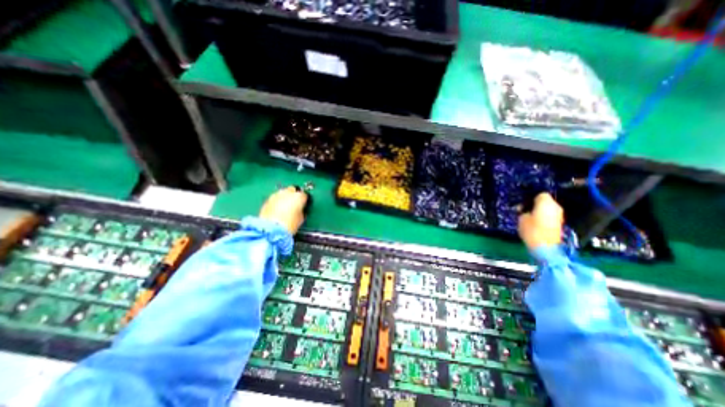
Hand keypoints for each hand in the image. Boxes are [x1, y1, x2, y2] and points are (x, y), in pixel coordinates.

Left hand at [258, 185, 305, 233]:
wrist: (271, 229)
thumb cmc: (290, 224)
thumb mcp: (301, 218)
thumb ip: (301, 211)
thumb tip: (300, 209)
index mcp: (299, 196)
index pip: (305, 195)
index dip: (304, 200)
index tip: (304, 205)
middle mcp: (288, 192)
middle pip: (293, 189)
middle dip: (294, 195)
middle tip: (294, 204)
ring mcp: (277, 195)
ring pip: (283, 193)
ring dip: (285, 197)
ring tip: (284, 207)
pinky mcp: (267, 199)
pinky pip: (275, 198)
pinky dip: (277, 202)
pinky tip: (277, 210)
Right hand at [519, 193, 561, 250]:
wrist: (545, 247)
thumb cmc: (532, 230)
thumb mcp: (521, 218)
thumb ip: (523, 211)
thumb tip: (523, 209)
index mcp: (546, 202)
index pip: (540, 194)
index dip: (531, 198)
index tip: (523, 204)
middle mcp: (555, 207)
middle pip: (545, 201)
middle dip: (535, 204)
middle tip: (524, 210)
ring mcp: (559, 215)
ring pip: (548, 209)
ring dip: (540, 211)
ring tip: (529, 217)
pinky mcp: (559, 223)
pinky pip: (550, 216)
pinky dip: (544, 217)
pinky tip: (535, 223)